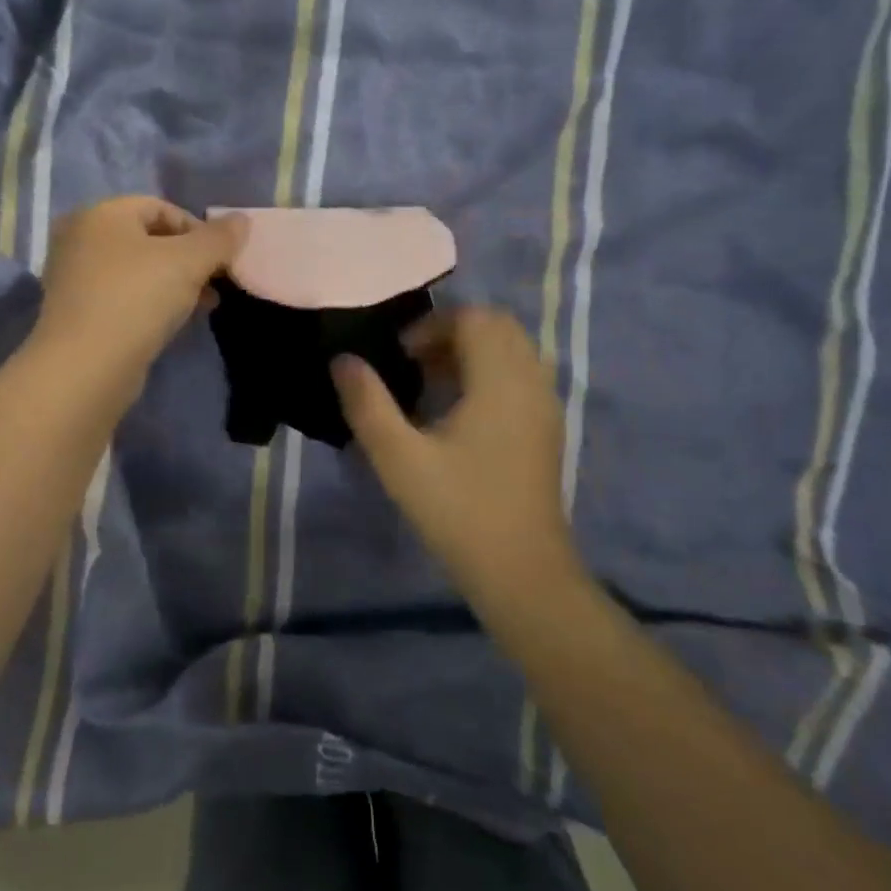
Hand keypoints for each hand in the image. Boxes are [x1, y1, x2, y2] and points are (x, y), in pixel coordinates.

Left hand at [32, 196, 245, 391]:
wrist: (85, 367)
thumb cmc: (137, 299)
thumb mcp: (188, 262)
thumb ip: (218, 239)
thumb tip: (241, 220)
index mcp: (100, 214)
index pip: (159, 207)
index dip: (197, 229)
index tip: (221, 259)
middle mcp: (80, 239)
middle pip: (148, 239)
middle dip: (188, 259)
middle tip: (215, 284)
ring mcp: (74, 278)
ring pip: (136, 271)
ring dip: (174, 284)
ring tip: (202, 306)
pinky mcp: (77, 314)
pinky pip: (122, 297)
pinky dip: (149, 304)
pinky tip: (172, 324)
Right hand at [332, 307, 585, 606]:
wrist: (522, 572)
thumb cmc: (458, 510)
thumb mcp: (399, 458)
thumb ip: (367, 404)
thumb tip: (343, 361)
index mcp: (501, 381)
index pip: (475, 318)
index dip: (432, 326)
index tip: (400, 357)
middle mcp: (531, 382)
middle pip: (497, 327)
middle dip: (452, 333)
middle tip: (414, 365)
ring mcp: (545, 406)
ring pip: (512, 351)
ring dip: (471, 353)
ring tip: (431, 387)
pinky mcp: (547, 429)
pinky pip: (520, 377)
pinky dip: (489, 375)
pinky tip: (459, 415)